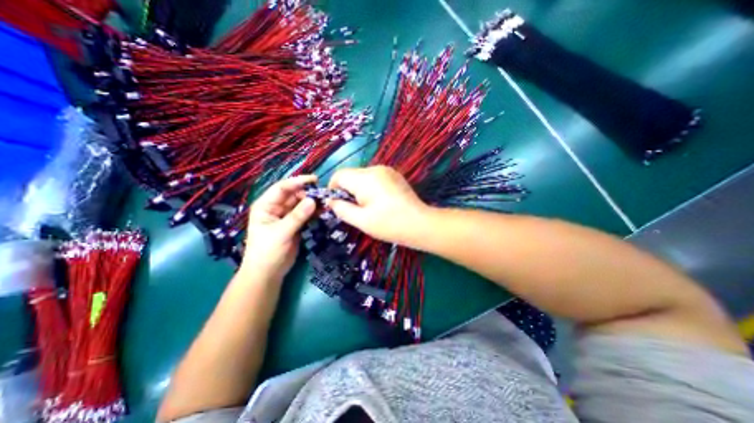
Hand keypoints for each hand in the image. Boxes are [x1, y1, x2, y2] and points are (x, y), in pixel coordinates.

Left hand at [241, 174, 317, 282]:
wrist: (269, 273)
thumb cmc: (267, 252)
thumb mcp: (281, 232)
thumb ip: (297, 216)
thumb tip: (313, 200)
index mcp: (266, 205)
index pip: (282, 188)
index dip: (297, 182)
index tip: (314, 180)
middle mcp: (277, 208)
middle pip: (294, 195)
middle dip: (308, 193)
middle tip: (325, 194)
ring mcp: (287, 216)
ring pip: (302, 204)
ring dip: (313, 202)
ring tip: (327, 202)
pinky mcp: (296, 224)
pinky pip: (306, 214)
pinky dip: (314, 212)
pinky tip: (324, 211)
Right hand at [325, 166, 426, 243]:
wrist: (420, 224)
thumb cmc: (389, 224)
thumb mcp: (361, 220)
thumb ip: (341, 209)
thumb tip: (330, 201)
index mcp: (365, 178)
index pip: (339, 175)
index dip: (333, 188)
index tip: (337, 204)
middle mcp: (375, 169)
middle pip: (351, 174)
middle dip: (347, 190)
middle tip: (355, 209)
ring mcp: (387, 170)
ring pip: (362, 176)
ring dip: (358, 189)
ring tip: (368, 206)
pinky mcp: (394, 175)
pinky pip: (374, 177)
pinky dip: (369, 187)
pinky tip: (379, 201)